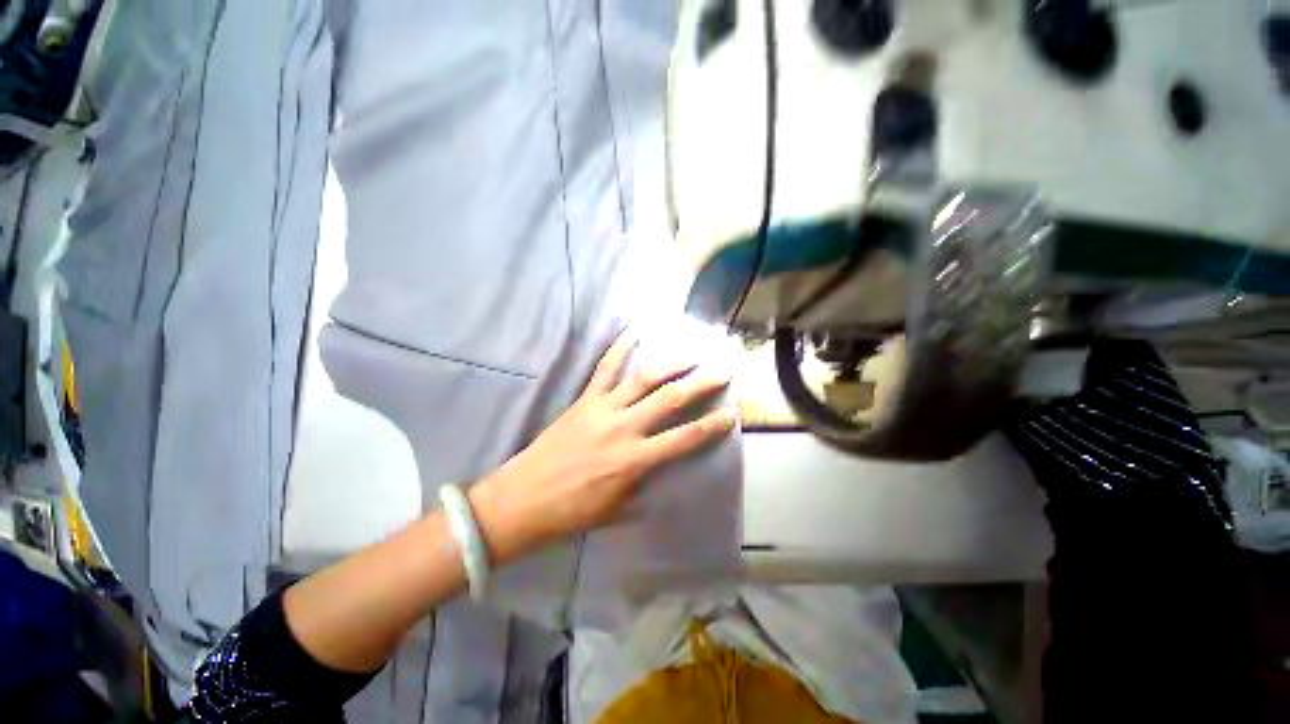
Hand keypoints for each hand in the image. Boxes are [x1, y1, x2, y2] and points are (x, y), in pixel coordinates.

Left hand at [468, 331, 736, 565]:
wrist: (523, 498)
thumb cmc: (572, 511)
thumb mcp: (617, 510)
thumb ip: (643, 487)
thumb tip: (659, 471)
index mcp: (635, 460)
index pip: (684, 439)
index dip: (711, 426)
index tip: (730, 413)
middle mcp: (625, 428)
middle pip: (670, 399)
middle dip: (700, 383)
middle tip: (722, 370)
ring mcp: (603, 408)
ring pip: (643, 378)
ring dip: (670, 363)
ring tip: (691, 351)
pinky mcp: (585, 399)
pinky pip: (604, 369)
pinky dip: (619, 349)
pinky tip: (633, 331)